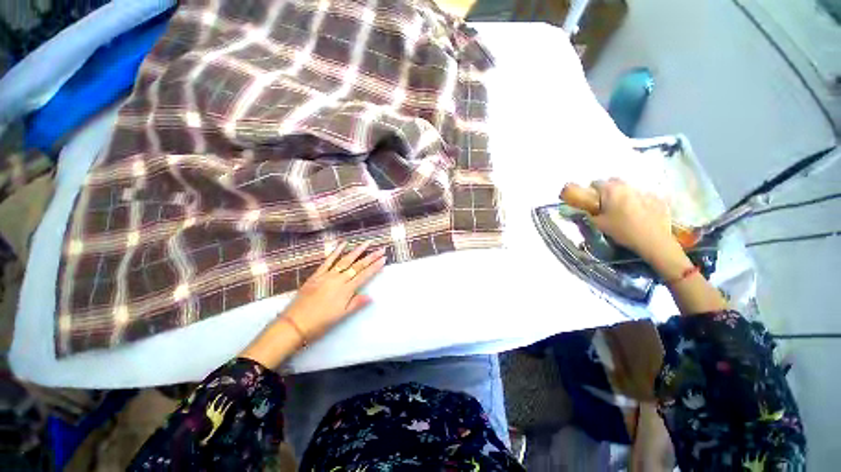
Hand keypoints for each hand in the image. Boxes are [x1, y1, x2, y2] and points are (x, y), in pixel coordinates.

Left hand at [283, 240, 386, 339]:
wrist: (294, 323)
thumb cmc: (320, 323)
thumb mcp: (341, 316)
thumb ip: (356, 304)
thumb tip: (371, 297)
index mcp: (346, 290)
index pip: (364, 275)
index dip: (375, 267)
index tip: (384, 259)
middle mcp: (338, 279)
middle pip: (357, 266)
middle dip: (371, 257)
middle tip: (381, 249)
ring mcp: (327, 275)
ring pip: (345, 260)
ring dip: (357, 250)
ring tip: (366, 243)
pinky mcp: (317, 275)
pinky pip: (328, 261)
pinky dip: (336, 251)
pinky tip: (343, 244)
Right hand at [589, 178, 681, 264]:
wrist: (653, 239)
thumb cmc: (622, 230)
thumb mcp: (599, 224)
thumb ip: (592, 214)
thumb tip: (590, 211)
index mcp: (610, 190)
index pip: (596, 183)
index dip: (591, 191)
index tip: (591, 200)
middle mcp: (627, 186)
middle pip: (614, 182)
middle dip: (609, 190)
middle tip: (606, 203)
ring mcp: (644, 191)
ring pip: (629, 189)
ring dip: (625, 196)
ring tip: (624, 210)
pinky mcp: (658, 199)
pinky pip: (644, 197)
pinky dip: (640, 202)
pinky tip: (640, 214)